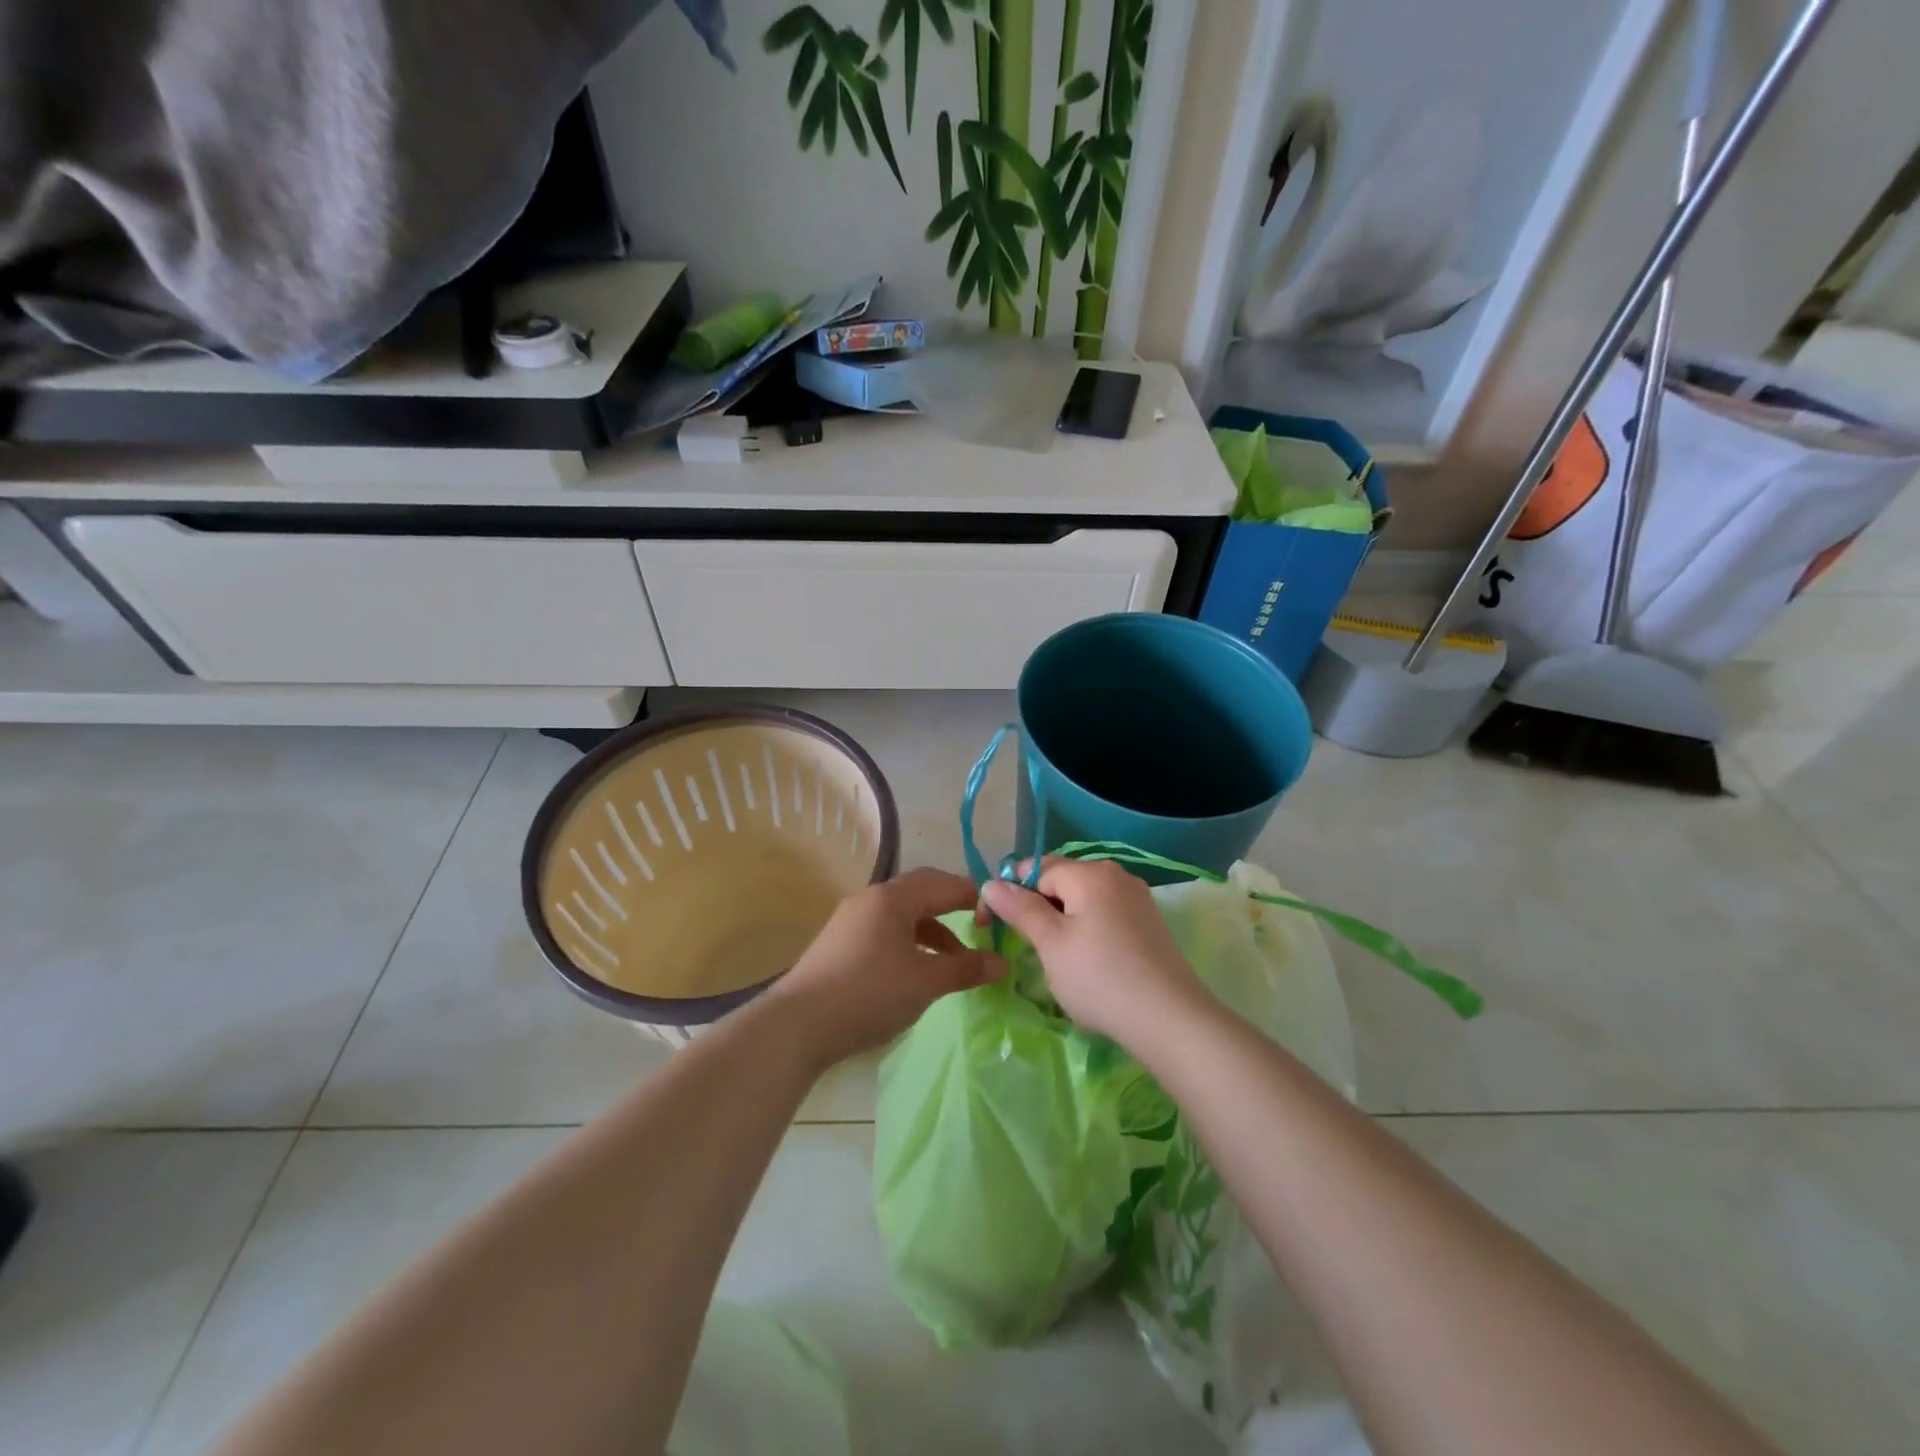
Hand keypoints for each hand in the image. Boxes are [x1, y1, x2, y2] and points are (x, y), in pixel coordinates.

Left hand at [765, 867, 1004, 1069]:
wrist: (798, 1025)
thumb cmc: (869, 993)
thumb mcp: (925, 982)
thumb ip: (966, 969)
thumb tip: (1004, 963)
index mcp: (893, 898)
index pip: (944, 884)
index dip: (976, 898)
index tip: (1001, 918)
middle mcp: (871, 899)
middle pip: (922, 892)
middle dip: (954, 908)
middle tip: (981, 929)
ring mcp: (852, 920)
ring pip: (903, 914)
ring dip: (933, 931)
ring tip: (955, 961)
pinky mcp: (841, 943)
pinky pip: (886, 930)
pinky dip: (910, 942)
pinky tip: (918, 969)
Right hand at [979, 858, 1210, 1051]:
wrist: (1169, 1019)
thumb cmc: (1099, 977)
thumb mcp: (1050, 943)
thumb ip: (1020, 909)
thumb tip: (990, 883)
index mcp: (1090, 872)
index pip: (1036, 868)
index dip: (1011, 892)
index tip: (994, 925)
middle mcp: (1116, 875)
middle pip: (1062, 880)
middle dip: (1038, 906)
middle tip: (1028, 946)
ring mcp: (1137, 898)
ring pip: (1084, 899)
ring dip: (1062, 920)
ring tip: (1057, 958)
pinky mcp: (1149, 923)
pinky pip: (1105, 914)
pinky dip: (1088, 930)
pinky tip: (1088, 962)